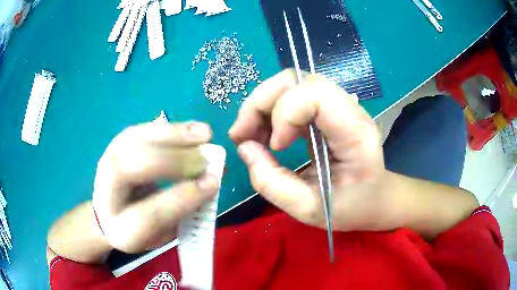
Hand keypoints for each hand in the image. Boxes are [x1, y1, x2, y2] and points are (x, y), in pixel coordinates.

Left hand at [92, 121, 218, 252]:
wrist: (110, 215)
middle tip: (205, 159)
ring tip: (204, 134)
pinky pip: (138, 131)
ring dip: (171, 135)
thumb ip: (183, 212)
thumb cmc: (142, 230)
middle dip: (171, 161)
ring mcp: (105, 165)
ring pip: (131, 142)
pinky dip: (166, 129)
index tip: (213, 183)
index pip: (148, 215)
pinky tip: (189, 128)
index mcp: (121, 231)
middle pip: (129, 169)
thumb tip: (209, 181)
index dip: (181, 198)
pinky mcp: (114, 147)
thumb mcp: (163, 235)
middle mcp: (106, 196)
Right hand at [229, 70, 393, 231]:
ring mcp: (337, 106)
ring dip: (261, 106)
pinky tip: (262, 134)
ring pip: (290, 84)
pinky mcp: (325, 111)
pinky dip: (269, 112)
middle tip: (241, 134)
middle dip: (261, 103)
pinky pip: (291, 97)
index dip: (286, 113)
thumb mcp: (309, 209)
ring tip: (247, 136)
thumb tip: (245, 148)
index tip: (276, 146)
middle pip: (297, 80)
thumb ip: (272, 183)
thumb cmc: (351, 207)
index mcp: (355, 131)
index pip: (316, 93)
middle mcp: (348, 109)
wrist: (374, 198)